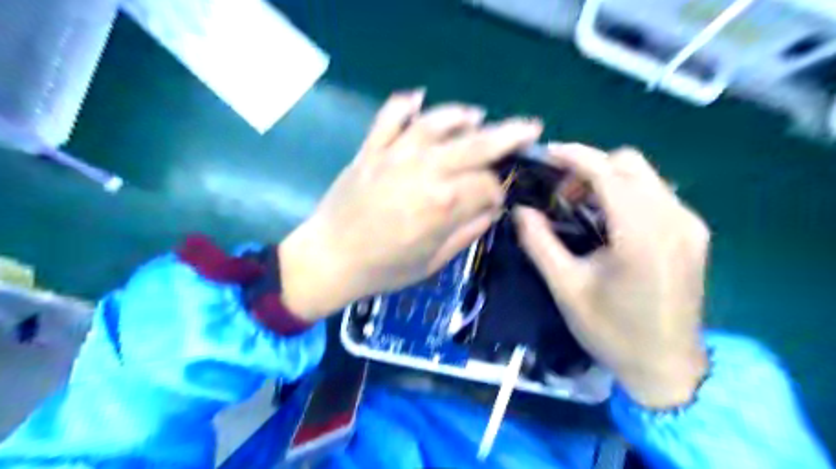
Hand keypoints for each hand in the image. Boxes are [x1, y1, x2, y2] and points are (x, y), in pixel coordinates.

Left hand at [279, 90, 541, 320]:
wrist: (329, 259)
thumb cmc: (384, 268)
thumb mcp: (434, 260)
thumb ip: (467, 231)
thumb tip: (490, 210)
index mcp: (444, 203)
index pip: (488, 185)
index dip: (499, 192)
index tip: (496, 201)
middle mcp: (425, 170)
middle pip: (477, 144)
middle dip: (509, 135)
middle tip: (530, 127)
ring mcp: (395, 154)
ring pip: (437, 122)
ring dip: (462, 115)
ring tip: (479, 115)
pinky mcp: (371, 149)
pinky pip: (390, 117)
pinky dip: (406, 104)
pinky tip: (419, 99)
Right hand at [520, 145, 707, 407]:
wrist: (666, 366)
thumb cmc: (611, 330)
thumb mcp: (566, 287)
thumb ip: (540, 243)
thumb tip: (520, 210)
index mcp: (641, 234)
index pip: (608, 172)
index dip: (575, 156)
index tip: (547, 153)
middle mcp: (673, 219)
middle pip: (630, 164)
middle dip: (591, 167)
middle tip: (562, 194)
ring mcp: (690, 225)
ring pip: (645, 176)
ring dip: (609, 179)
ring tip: (582, 207)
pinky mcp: (694, 234)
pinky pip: (657, 194)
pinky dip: (627, 194)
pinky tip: (610, 222)